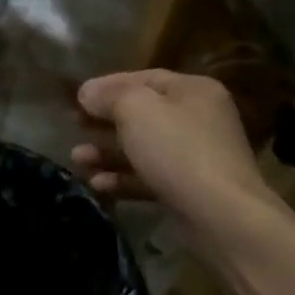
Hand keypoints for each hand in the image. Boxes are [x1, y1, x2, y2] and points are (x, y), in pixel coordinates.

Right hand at [72, 70, 283, 233]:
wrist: (221, 216)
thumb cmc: (177, 150)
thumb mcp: (136, 109)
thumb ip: (108, 95)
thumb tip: (87, 92)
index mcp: (193, 90)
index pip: (144, 78)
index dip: (107, 85)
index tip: (76, 97)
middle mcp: (198, 119)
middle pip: (142, 114)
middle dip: (104, 121)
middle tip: (74, 125)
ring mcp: (196, 157)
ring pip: (143, 148)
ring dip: (107, 152)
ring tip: (77, 159)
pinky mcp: (189, 190)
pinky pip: (149, 177)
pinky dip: (124, 179)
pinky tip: (98, 184)